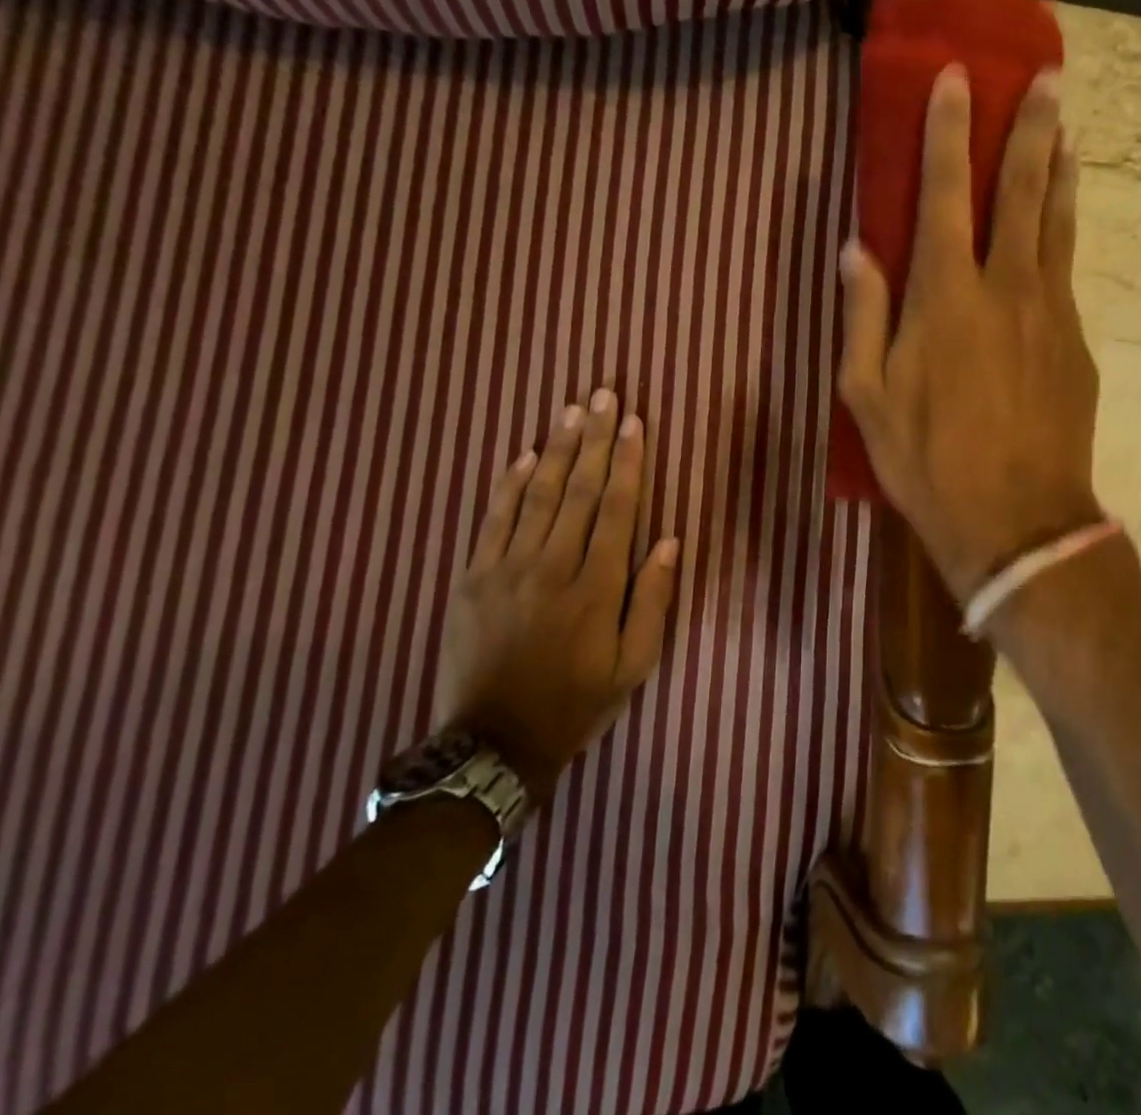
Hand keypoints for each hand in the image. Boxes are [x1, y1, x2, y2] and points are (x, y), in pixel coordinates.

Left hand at [434, 388, 680, 800]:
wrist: (493, 744)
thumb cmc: (575, 703)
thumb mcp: (633, 666)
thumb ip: (653, 600)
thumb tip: (668, 541)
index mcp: (596, 586)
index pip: (617, 508)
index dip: (628, 461)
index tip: (635, 422)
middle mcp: (553, 565)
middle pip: (579, 489)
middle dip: (595, 438)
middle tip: (604, 395)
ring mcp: (507, 568)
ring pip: (538, 495)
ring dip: (557, 449)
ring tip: (572, 411)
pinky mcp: (472, 578)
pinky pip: (494, 520)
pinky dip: (509, 484)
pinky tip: (524, 455)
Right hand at [837, 66, 1101, 602]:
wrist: (1018, 522)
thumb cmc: (929, 462)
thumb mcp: (868, 398)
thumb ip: (862, 316)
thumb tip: (854, 250)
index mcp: (945, 298)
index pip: (946, 194)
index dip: (951, 133)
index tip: (959, 80)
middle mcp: (1005, 288)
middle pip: (1023, 192)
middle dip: (1032, 130)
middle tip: (1049, 78)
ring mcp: (1051, 313)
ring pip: (1059, 225)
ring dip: (1062, 171)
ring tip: (1069, 130)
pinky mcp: (1077, 343)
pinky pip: (1065, 273)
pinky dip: (1063, 234)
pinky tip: (1060, 226)